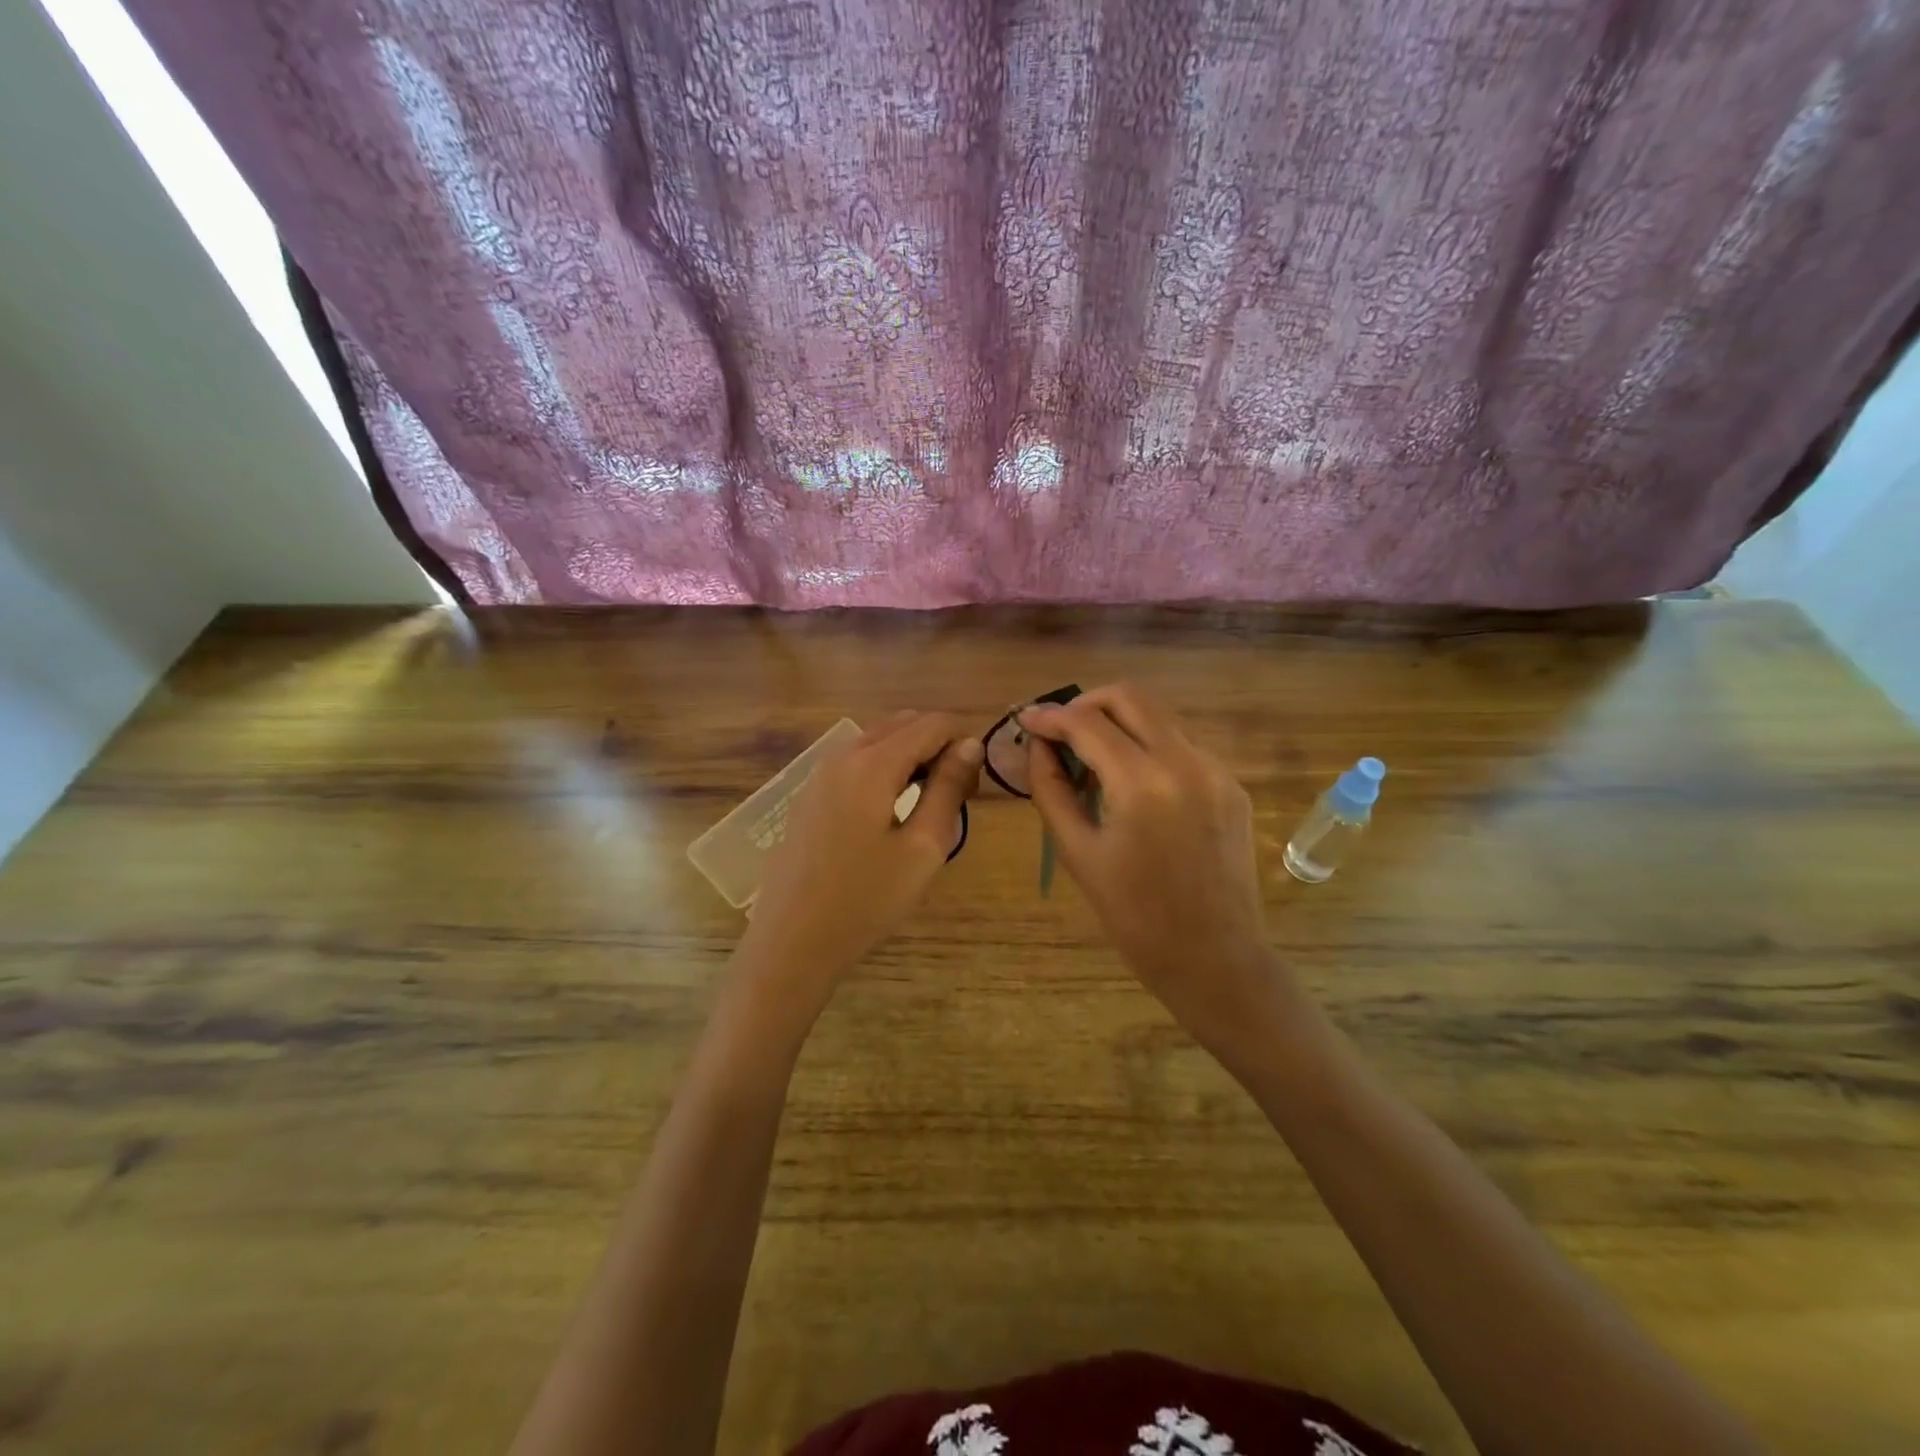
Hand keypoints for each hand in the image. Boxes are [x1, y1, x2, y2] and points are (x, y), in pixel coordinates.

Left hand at [736, 712, 980, 1007]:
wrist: (792, 941)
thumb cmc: (866, 899)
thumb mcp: (923, 847)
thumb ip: (948, 788)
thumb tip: (970, 745)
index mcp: (873, 763)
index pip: (931, 723)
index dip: (963, 738)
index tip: (979, 777)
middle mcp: (842, 755)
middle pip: (902, 723)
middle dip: (938, 743)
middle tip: (961, 789)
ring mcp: (820, 773)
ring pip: (878, 739)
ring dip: (912, 754)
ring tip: (932, 799)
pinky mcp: (810, 794)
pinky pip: (857, 761)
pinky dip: (885, 767)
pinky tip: (893, 808)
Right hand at [1020, 684, 1285, 1062]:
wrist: (1215, 958)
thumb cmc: (1135, 916)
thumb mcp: (1078, 853)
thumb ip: (1051, 789)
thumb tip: (1037, 746)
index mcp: (1144, 784)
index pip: (1088, 723)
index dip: (1050, 717)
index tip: (1026, 721)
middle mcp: (1186, 761)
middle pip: (1129, 697)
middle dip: (1086, 704)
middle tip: (1060, 731)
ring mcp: (1216, 769)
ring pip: (1159, 716)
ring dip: (1119, 722)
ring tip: (1091, 758)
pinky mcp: (1232, 784)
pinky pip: (1182, 744)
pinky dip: (1148, 746)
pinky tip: (1131, 781)